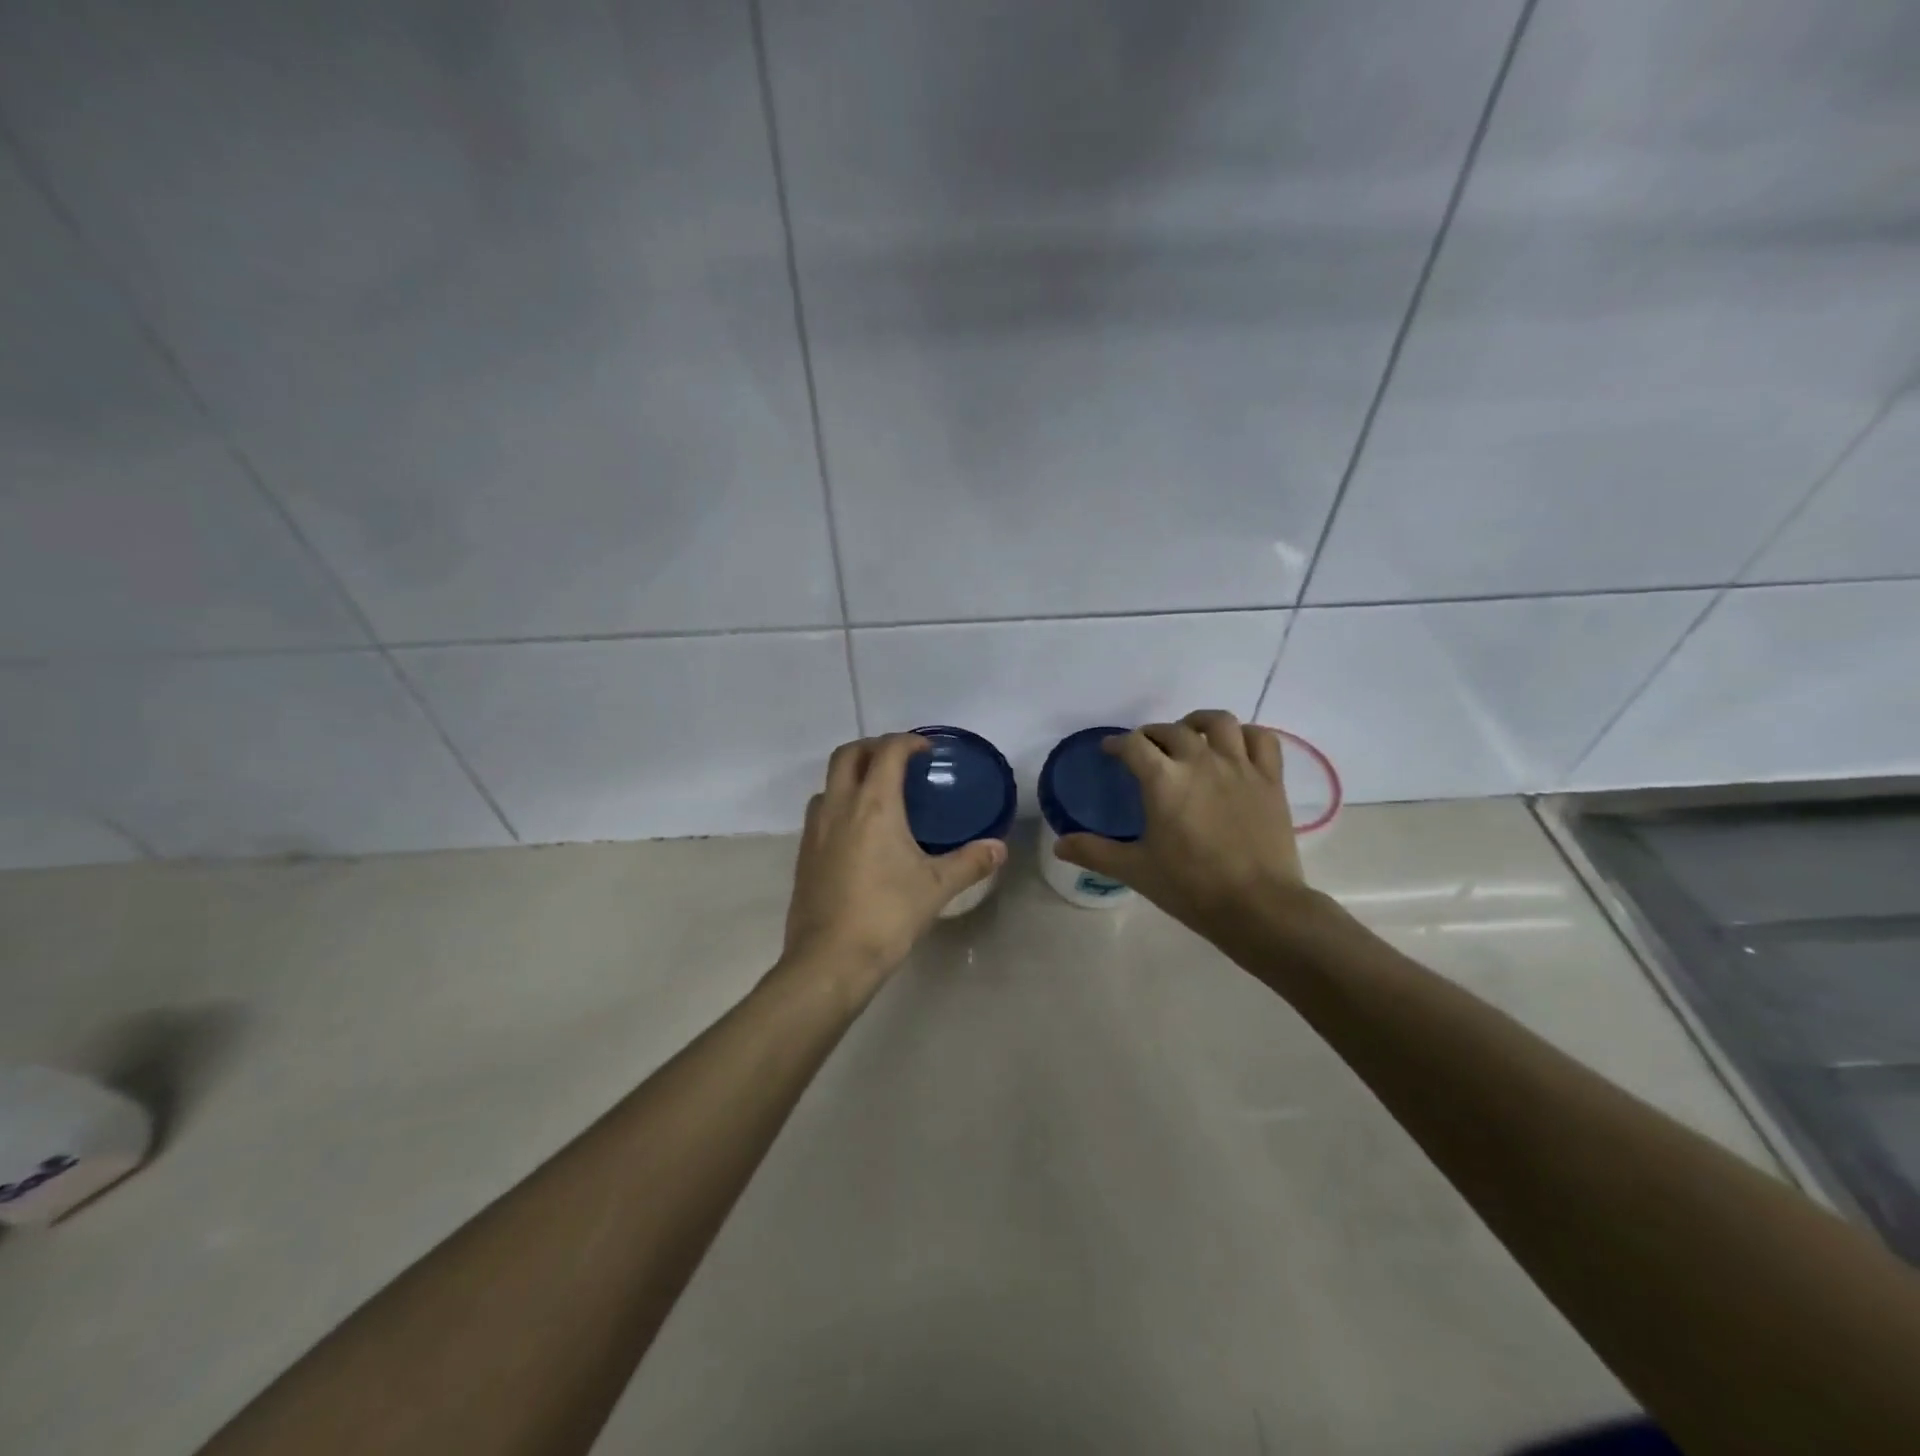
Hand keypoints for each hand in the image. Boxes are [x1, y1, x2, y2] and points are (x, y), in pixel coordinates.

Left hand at [780, 733, 1006, 992]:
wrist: (830, 960)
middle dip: (873, 747)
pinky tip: (858, 833)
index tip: (926, 750)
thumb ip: (970, 862)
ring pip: (829, 783)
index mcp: (874, 805)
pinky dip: (839, 804)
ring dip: (851, 775)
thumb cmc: (887, 915)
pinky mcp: (804, 853)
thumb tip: (999, 848)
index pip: (888, 752)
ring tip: (878, 794)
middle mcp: (839, 807)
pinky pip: (820, 812)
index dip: (908, 741)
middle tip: (900, 761)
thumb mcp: (936, 888)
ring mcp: (815, 830)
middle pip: (848, 754)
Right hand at [1052, 710, 1312, 943]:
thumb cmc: (1191, 887)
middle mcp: (1200, 762)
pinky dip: (1246, 735)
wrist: (1257, 906)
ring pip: (1219, 723)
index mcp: (1163, 780)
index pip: (1134, 744)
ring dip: (1198, 722)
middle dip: (1152, 734)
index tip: (1111, 751)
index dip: (1118, 743)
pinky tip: (1236, 746)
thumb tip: (1058, 844)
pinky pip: (1261, 739)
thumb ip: (1094, 852)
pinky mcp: (1271, 780)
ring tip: (1190, 734)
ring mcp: (1240, 767)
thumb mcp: (1135, 870)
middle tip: (1145, 750)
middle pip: (1172, 730)